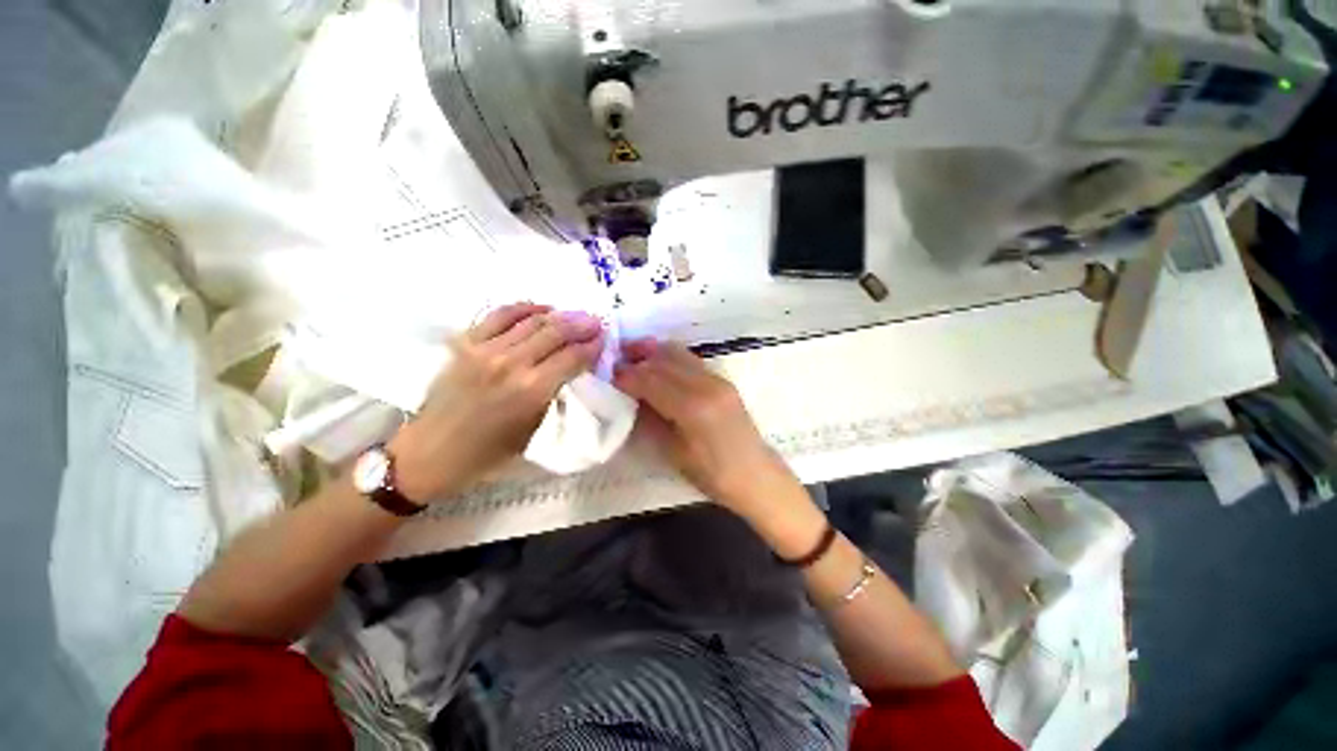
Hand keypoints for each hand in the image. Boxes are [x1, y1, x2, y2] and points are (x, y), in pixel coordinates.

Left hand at [389, 303, 603, 500]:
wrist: (431, 452)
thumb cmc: (488, 452)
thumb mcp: (534, 431)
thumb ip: (556, 396)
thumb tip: (574, 371)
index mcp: (532, 390)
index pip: (573, 357)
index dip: (592, 345)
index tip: (604, 338)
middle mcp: (512, 363)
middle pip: (556, 332)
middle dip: (581, 324)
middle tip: (595, 321)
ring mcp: (486, 349)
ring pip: (531, 320)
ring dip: (558, 314)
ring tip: (573, 314)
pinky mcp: (466, 342)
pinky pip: (500, 315)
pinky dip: (523, 308)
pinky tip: (539, 309)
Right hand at [613, 338, 792, 515]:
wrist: (755, 475)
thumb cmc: (712, 474)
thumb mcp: (673, 452)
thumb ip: (650, 419)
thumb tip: (631, 396)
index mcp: (692, 407)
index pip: (651, 380)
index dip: (627, 376)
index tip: (609, 376)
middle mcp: (706, 385)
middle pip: (664, 360)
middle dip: (637, 357)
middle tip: (616, 360)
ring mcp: (718, 379)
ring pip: (679, 353)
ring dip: (654, 353)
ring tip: (634, 355)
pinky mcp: (723, 380)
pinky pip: (690, 360)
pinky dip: (670, 358)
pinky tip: (658, 366)